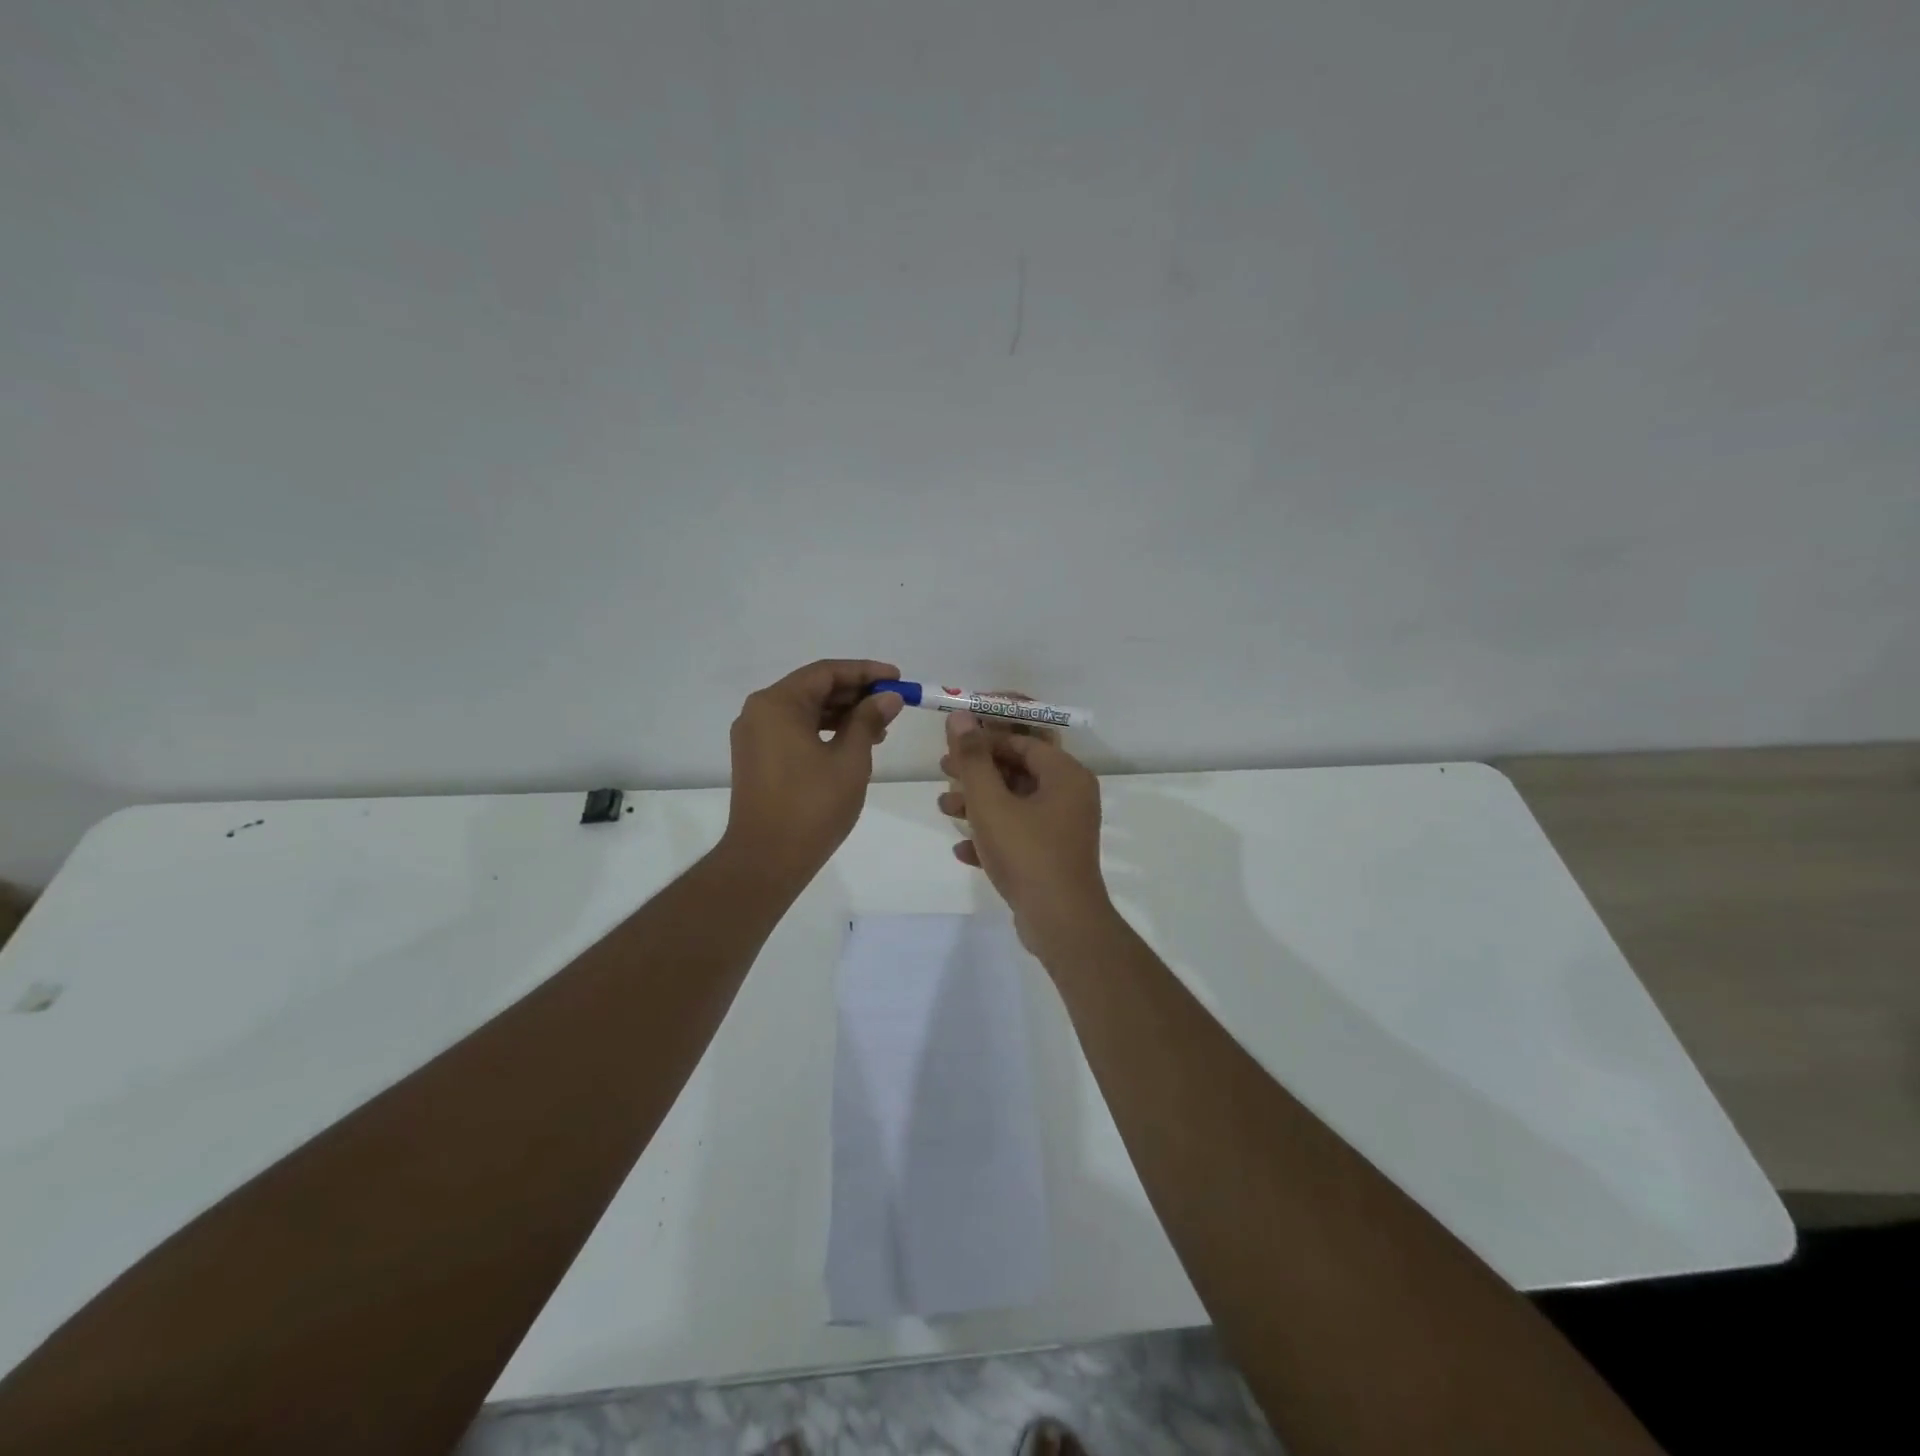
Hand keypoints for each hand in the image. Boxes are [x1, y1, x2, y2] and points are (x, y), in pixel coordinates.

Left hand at [722, 659, 903, 884]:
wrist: (766, 860)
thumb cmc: (812, 806)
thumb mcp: (850, 759)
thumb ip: (868, 720)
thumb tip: (888, 697)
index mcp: (777, 704)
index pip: (826, 672)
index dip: (866, 672)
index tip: (897, 678)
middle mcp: (760, 712)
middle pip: (814, 688)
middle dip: (855, 693)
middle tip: (893, 703)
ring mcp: (755, 736)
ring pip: (805, 711)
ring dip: (842, 714)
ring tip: (881, 728)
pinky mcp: (757, 758)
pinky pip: (795, 731)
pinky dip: (824, 732)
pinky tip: (853, 743)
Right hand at [937, 710, 1110, 953]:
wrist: (1060, 924)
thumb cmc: (1027, 853)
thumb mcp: (991, 803)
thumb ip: (973, 759)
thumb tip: (960, 716)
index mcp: (1065, 775)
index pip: (1024, 740)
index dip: (986, 736)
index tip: (953, 739)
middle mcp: (1070, 796)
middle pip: (1018, 770)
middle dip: (978, 771)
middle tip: (942, 770)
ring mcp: (1063, 829)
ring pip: (1015, 804)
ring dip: (978, 804)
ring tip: (943, 809)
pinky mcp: (1053, 857)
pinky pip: (1019, 835)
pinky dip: (992, 836)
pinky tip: (962, 851)